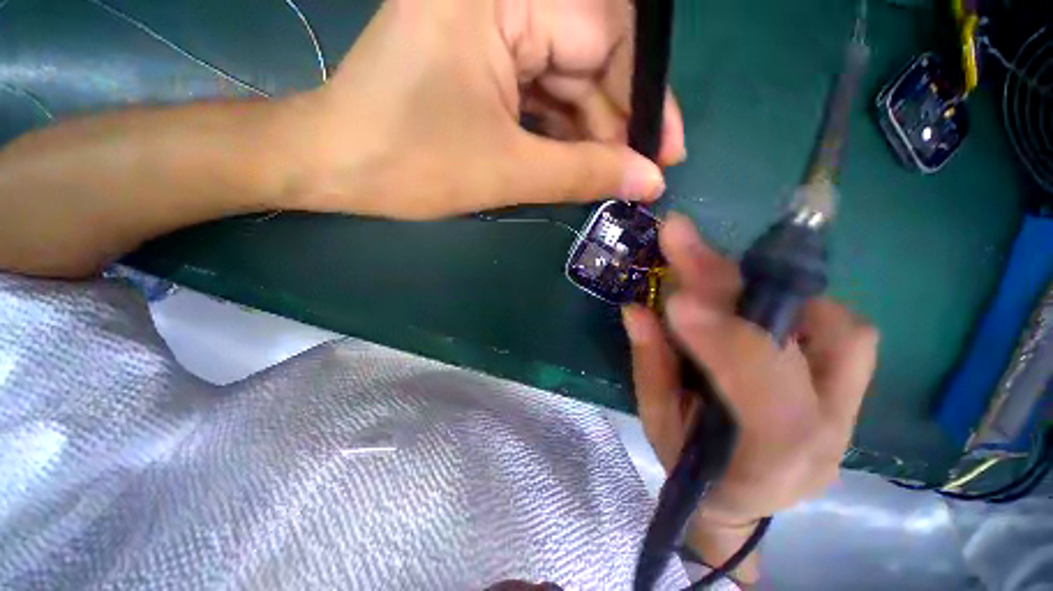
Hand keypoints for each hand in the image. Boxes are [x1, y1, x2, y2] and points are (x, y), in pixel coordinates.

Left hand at [280, 0, 683, 218]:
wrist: (336, 167)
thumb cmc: (410, 164)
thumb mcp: (507, 171)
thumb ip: (584, 172)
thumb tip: (648, 180)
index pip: (603, 36)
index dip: (640, 98)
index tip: (663, 151)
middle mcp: (497, 0)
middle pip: (586, 60)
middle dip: (615, 123)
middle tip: (639, 173)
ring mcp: (485, 31)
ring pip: (563, 82)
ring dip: (589, 134)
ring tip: (608, 177)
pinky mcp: (477, 63)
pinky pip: (537, 95)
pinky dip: (559, 132)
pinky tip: (572, 164)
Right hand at [621, 214, 876, 582]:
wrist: (743, 498)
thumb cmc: (694, 469)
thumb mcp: (658, 422)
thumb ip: (651, 366)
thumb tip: (636, 309)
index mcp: (771, 463)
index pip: (771, 400)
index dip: (726, 342)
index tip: (677, 300)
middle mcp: (828, 433)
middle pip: (807, 346)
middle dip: (735, 285)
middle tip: (682, 238)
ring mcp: (849, 408)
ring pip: (836, 326)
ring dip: (764, 283)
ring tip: (707, 261)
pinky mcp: (851, 385)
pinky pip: (837, 327)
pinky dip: (788, 297)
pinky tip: (744, 290)